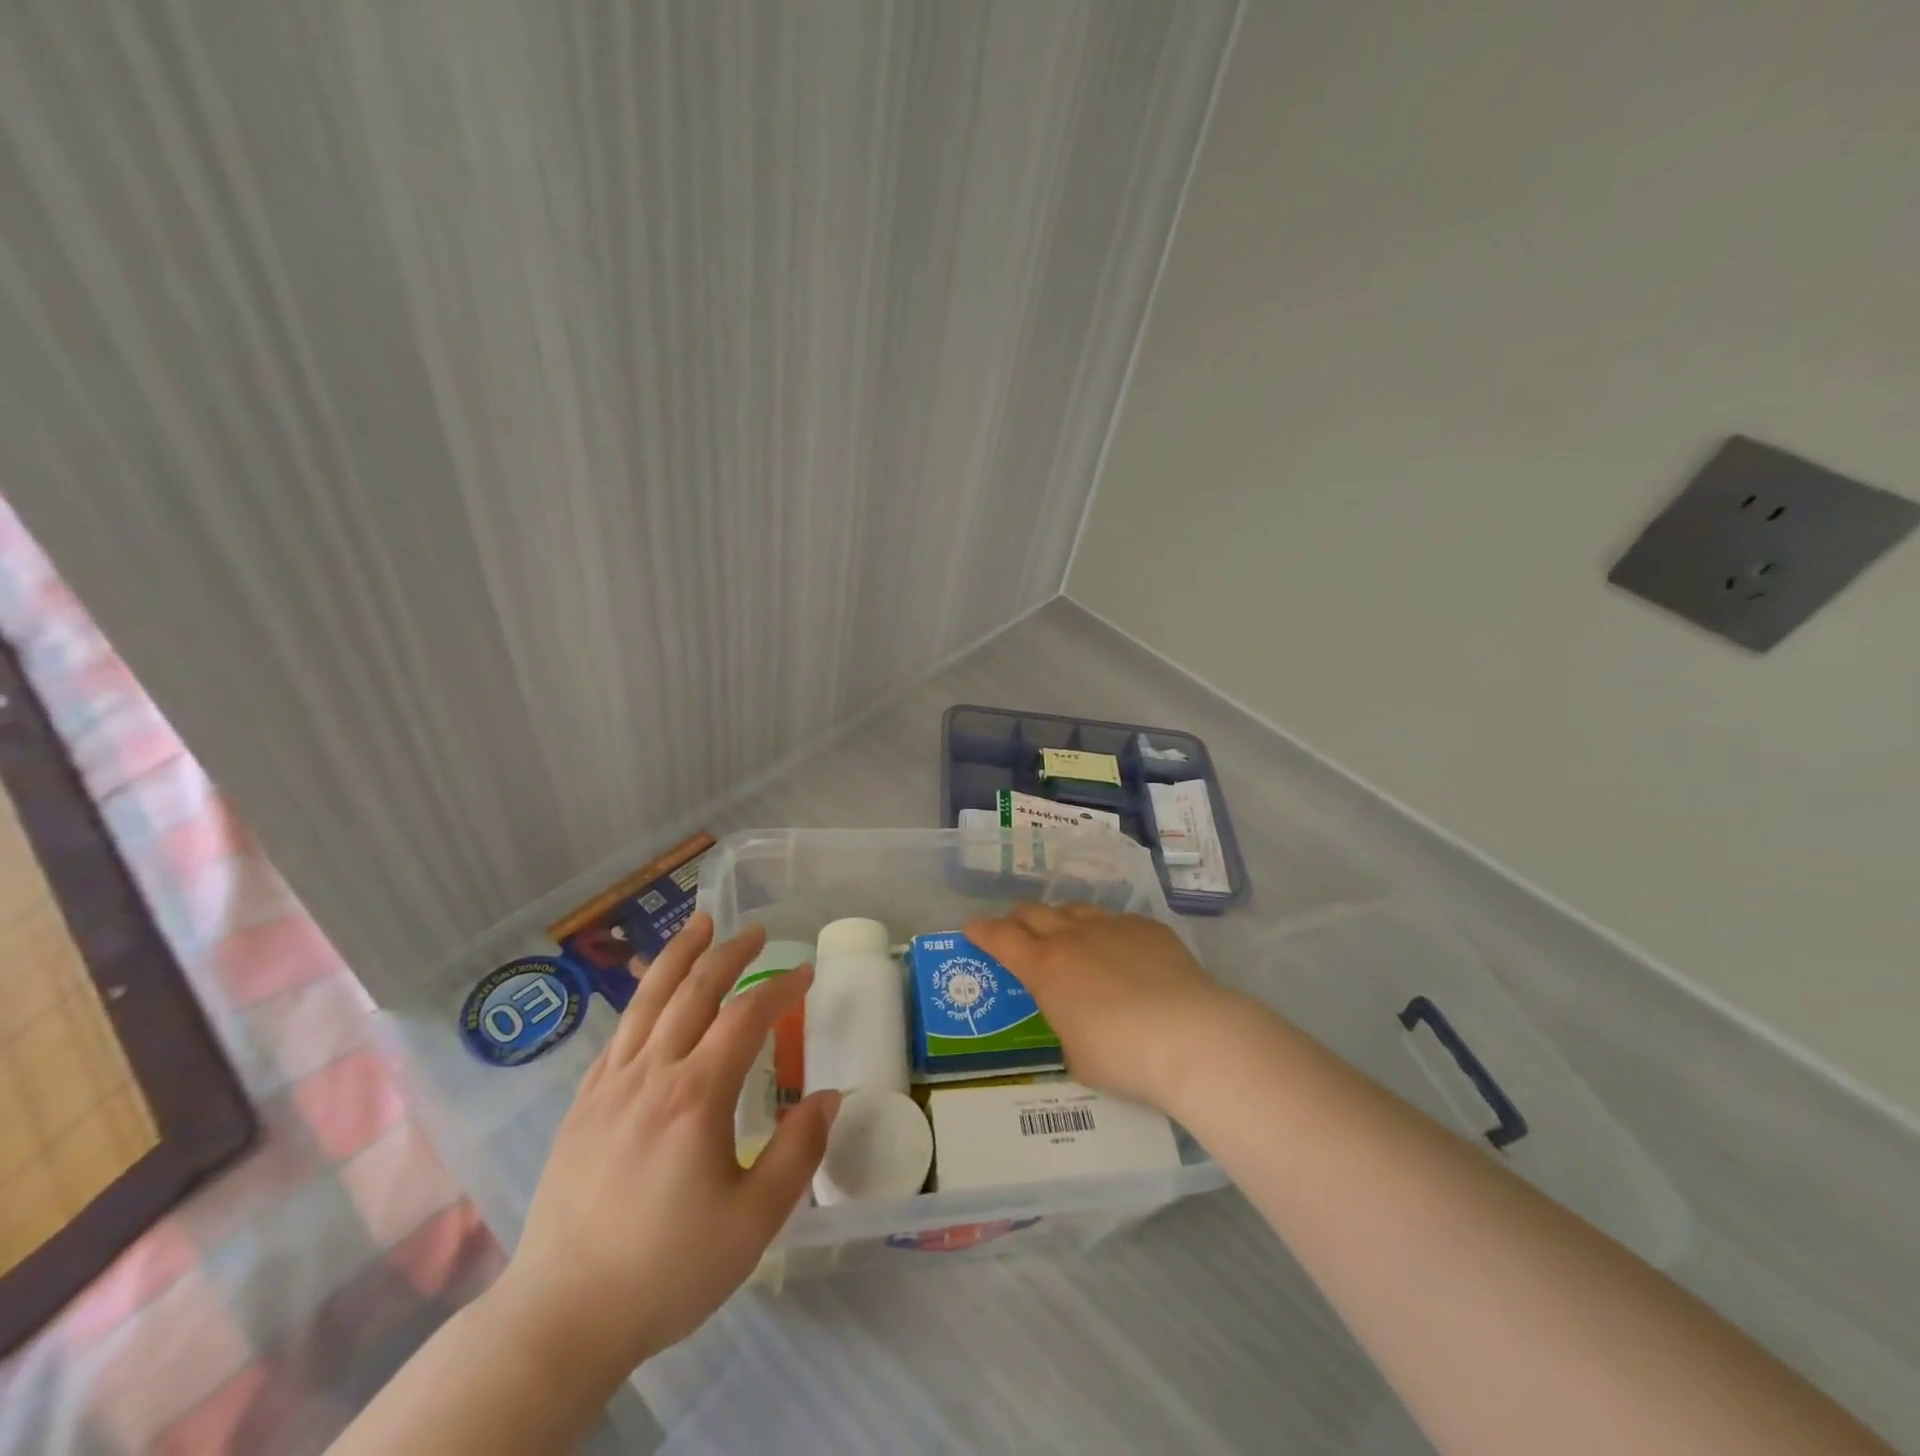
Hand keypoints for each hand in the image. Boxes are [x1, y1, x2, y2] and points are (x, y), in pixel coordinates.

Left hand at [488, 913, 838, 1380]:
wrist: (560, 1318)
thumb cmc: (666, 1269)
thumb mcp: (753, 1223)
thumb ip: (798, 1153)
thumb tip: (828, 1096)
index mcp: (696, 1096)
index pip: (746, 1017)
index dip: (780, 988)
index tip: (805, 974)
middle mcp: (651, 1074)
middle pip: (694, 991)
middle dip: (730, 953)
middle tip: (757, 932)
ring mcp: (610, 1086)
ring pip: (648, 1000)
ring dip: (679, 956)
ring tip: (700, 924)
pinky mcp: (583, 1105)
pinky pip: (619, 1034)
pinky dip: (643, 1001)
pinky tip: (653, 998)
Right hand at [963, 903, 1241, 1112]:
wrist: (1192, 1037)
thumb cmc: (1123, 1057)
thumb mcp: (1073, 1055)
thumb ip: (1061, 1026)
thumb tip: (1068, 1020)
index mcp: (1045, 967)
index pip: (1000, 937)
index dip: (981, 931)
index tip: (971, 929)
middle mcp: (1073, 936)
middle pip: (1033, 912)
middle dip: (1018, 921)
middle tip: (1018, 936)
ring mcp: (1113, 926)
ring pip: (1075, 909)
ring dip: (1061, 921)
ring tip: (1068, 939)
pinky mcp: (1148, 928)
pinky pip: (1116, 920)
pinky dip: (1105, 932)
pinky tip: (1120, 953)